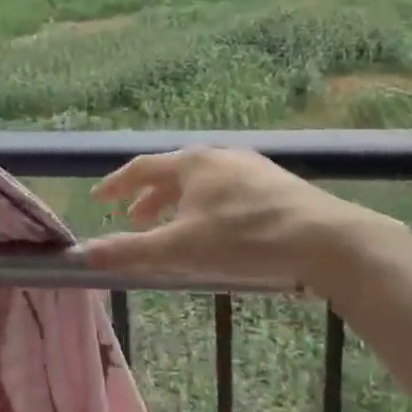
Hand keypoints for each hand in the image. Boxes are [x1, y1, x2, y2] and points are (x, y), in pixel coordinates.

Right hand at [81, 146, 411, 297]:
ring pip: (202, 182)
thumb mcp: (180, 249)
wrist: (326, 240)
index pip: (141, 168)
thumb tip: (86, 254)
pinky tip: (216, 229)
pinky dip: (206, 207)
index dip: (116, 184)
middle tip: (133, 220)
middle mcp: (218, 156)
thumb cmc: (244, 239)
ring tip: (171, 227)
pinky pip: (226, 191)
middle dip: (148, 197)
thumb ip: (131, 251)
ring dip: (178, 203)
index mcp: (191, 163)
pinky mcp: (275, 185)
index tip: (99, 198)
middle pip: (172, 173)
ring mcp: (251, 168)